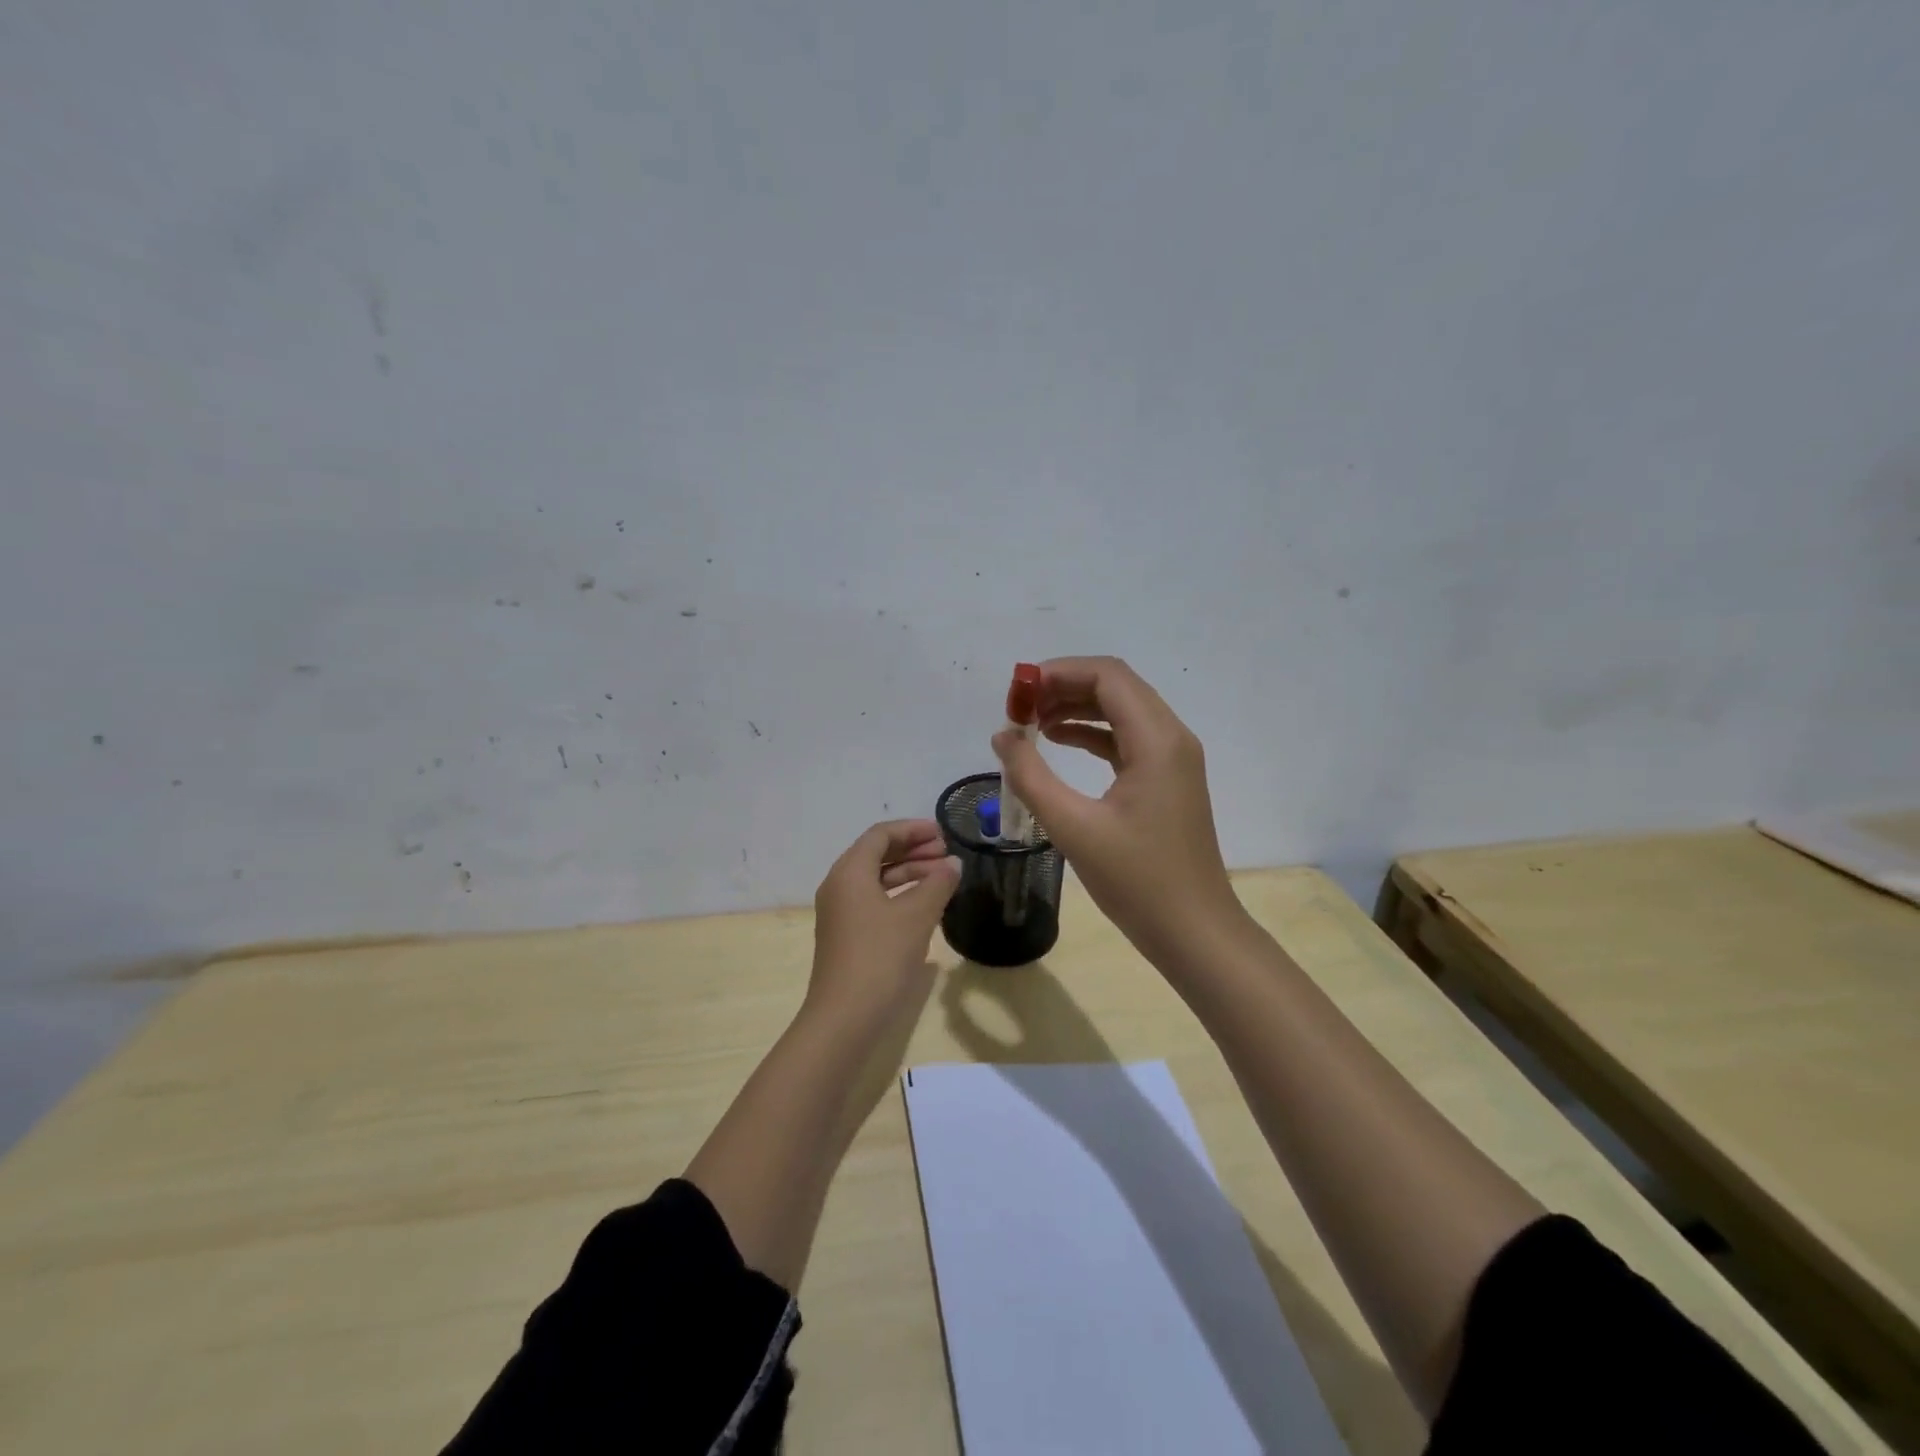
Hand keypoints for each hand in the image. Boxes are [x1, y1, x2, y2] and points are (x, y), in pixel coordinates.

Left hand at [806, 819, 960, 1035]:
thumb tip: (953, 864)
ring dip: (909, 873)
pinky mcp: (846, 935)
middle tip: (947, 854)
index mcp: (849, 872)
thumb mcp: (916, 916)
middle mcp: (839, 886)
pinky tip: (926, 906)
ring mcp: (840, 912)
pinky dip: (900, 895)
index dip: (913, 830)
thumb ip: (938, 883)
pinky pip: (874, 900)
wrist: (845, 1017)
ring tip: (944, 878)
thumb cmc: (880, 957)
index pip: (881, 835)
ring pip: (877, 879)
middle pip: (877, 854)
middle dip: (913, 850)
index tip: (943, 834)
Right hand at [992, 656, 1244, 965]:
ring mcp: (1173, 758)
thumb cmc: (1137, 880)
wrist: (1194, 931)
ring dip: (1076, 707)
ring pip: (1121, 710)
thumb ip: (1031, 775)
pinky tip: (1059, 743)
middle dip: (1063, 687)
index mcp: (1157, 740)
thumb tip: (1002, 735)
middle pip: (1115, 686)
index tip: (1016, 692)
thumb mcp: (1073, 827)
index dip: (1058, 672)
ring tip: (1030, 724)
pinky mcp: (1167, 779)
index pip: (1107, 675)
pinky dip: (1092, 732)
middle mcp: (1171, 737)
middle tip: (1018, 708)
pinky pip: (1127, 737)